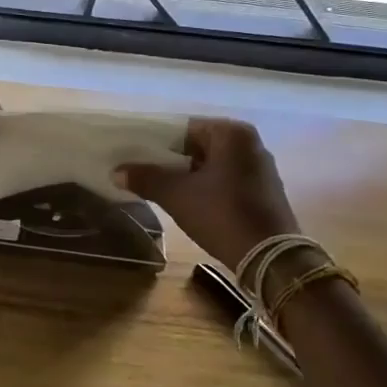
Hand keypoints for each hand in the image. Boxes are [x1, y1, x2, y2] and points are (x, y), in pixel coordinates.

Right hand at [117, 117, 299, 269]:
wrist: (270, 258)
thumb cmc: (222, 214)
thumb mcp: (177, 195)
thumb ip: (146, 178)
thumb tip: (116, 171)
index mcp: (232, 133)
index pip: (183, 128)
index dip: (156, 142)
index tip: (135, 156)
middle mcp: (250, 143)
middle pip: (198, 146)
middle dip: (171, 160)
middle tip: (144, 173)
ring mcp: (260, 168)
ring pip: (211, 165)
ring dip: (188, 175)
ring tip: (161, 189)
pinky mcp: (263, 191)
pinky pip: (226, 180)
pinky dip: (207, 187)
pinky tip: (189, 203)